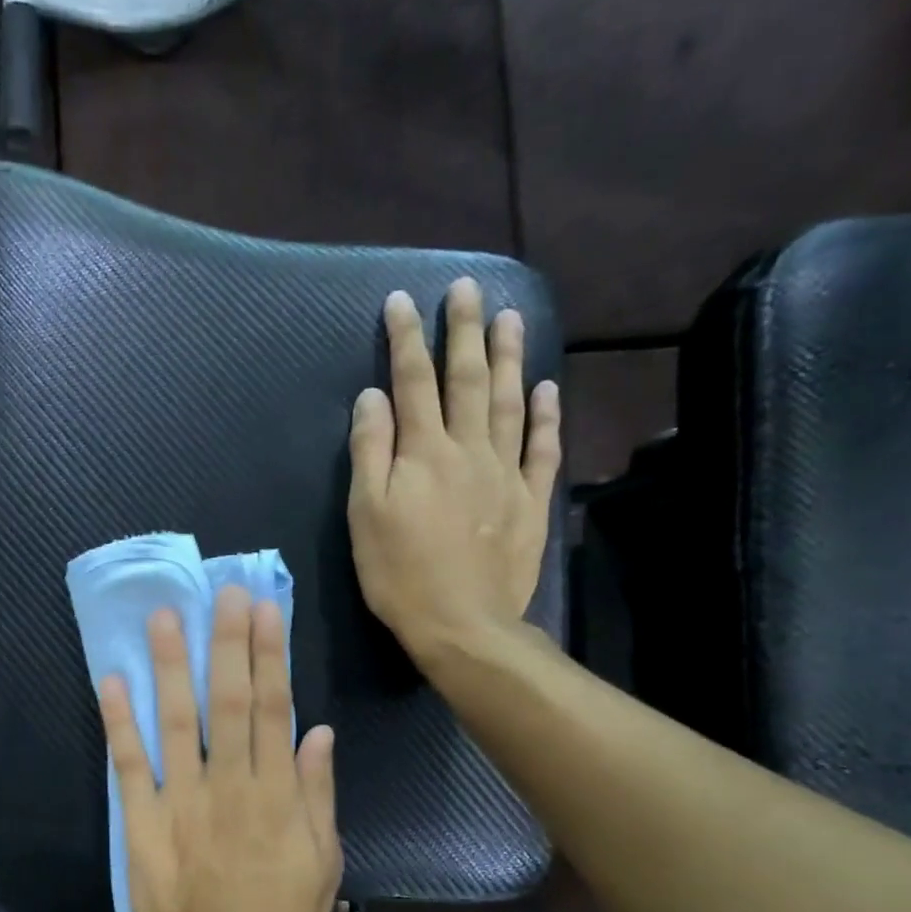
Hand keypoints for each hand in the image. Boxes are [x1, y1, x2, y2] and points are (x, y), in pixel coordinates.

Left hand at [98, 586, 341, 911]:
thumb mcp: (323, 867)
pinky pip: (130, 765)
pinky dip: (119, 722)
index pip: (275, 710)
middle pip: (229, 703)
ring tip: (165, 617)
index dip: (270, 656)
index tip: (266, 609)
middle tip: (224, 591)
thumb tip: (318, 731)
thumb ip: (318, 796)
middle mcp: (229, 788)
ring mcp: (182, 802)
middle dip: (227, 643)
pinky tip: (112, 680)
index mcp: (276, 798)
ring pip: (177, 722)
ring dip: (171, 667)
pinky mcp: (143, 822)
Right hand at [347, 279, 560, 664]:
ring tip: (509, 317)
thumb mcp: (364, 514)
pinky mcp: (529, 501)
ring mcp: (505, 473)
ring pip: (509, 403)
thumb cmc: (399, 573)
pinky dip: (545, 416)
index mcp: (423, 452)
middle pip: (467, 380)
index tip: (402, 300)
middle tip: (466, 288)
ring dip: (509, 358)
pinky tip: (546, 388)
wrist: (461, 624)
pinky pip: (542, 449)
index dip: (406, 339)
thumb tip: (373, 397)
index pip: (412, 382)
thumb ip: (369, 451)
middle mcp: (468, 449)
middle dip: (464, 331)